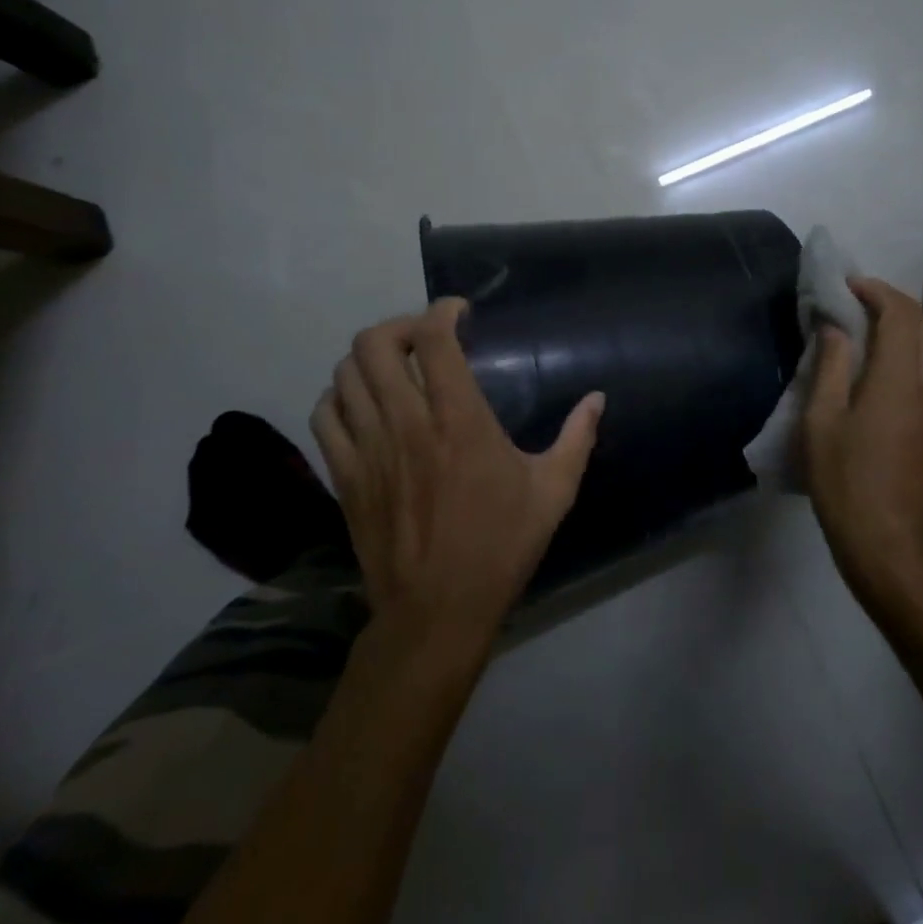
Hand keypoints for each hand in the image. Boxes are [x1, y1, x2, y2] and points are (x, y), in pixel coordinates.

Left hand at [310, 299, 604, 658]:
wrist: (436, 613)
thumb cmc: (500, 547)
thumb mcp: (553, 492)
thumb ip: (577, 438)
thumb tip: (598, 398)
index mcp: (459, 420)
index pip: (433, 338)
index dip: (443, 310)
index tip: (460, 312)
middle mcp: (406, 423)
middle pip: (375, 344)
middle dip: (399, 326)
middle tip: (424, 338)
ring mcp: (368, 449)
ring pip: (345, 374)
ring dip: (369, 359)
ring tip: (395, 368)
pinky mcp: (345, 476)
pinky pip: (324, 415)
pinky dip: (339, 396)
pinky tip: (363, 406)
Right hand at [802, 277, 922, 605]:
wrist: (893, 553)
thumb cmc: (846, 485)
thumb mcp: (822, 423)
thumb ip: (831, 367)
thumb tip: (835, 327)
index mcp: (900, 382)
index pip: (902, 314)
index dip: (877, 290)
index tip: (848, 287)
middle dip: (895, 306)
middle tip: (858, 308)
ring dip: (908, 332)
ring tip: (869, 339)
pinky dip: (914, 360)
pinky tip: (885, 379)